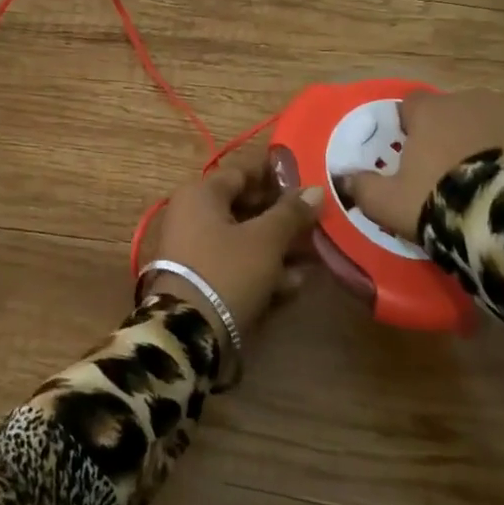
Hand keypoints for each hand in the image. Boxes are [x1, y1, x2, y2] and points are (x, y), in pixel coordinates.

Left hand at [141, 146, 323, 336]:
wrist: (187, 332)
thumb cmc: (227, 271)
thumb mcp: (265, 240)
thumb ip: (291, 213)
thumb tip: (314, 189)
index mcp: (201, 194)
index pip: (242, 172)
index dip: (276, 175)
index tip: (307, 181)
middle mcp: (192, 214)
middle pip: (244, 206)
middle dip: (282, 215)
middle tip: (316, 220)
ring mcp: (194, 248)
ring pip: (243, 237)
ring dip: (278, 245)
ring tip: (315, 254)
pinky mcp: (200, 278)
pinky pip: (235, 263)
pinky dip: (262, 268)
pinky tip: (294, 282)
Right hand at [340, 89, 503, 241]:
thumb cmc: (440, 199)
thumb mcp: (389, 202)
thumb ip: (362, 187)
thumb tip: (342, 178)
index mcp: (430, 111)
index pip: (409, 105)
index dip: (407, 128)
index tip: (409, 156)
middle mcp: (470, 100)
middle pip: (451, 113)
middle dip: (448, 135)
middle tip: (447, 174)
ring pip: (488, 124)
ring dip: (483, 144)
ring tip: (485, 183)